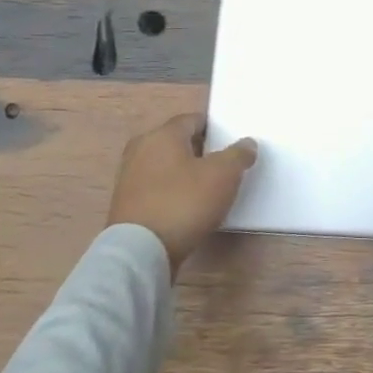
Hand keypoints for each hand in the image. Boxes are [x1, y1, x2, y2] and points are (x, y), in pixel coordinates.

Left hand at [107, 113, 257, 275]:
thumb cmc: (184, 202)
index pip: (193, 120)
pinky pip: (156, 189)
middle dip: (200, 152)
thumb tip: (246, 143)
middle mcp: (141, 149)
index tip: (230, 146)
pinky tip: (186, 209)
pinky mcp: (125, 204)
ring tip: (207, 191)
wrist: (140, 252)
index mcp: (162, 134)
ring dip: (185, 174)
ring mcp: (129, 177)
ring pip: (165, 166)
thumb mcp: (223, 175)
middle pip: (177, 143)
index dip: (215, 130)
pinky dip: (171, 193)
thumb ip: (238, 155)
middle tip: (222, 168)